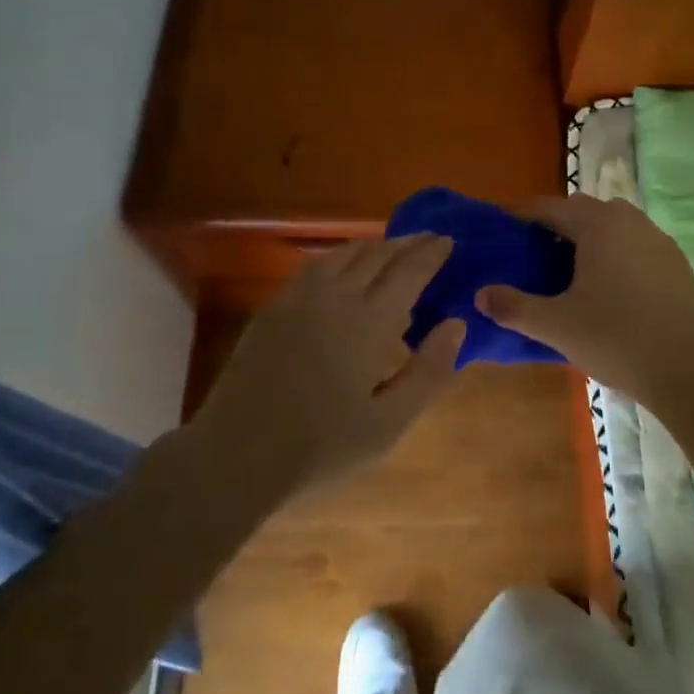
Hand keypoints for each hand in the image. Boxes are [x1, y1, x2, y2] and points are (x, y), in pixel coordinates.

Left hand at [193, 234, 466, 497]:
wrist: (236, 454)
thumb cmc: (321, 447)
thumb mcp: (388, 424)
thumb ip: (428, 372)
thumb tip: (456, 324)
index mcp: (368, 322)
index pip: (408, 272)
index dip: (431, 254)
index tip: (449, 239)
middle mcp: (335, 296)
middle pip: (377, 254)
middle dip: (407, 243)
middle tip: (428, 239)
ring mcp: (299, 298)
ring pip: (343, 254)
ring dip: (374, 245)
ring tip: (392, 248)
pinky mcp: (274, 307)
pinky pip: (315, 265)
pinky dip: (340, 256)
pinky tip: (343, 267)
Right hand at [476, 195, 693, 413]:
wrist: (692, 371)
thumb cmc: (617, 338)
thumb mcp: (557, 325)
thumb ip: (514, 307)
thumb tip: (480, 295)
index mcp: (599, 224)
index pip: (550, 207)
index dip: (522, 216)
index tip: (502, 230)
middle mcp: (630, 220)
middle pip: (583, 212)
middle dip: (555, 226)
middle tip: (531, 255)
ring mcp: (658, 240)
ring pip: (613, 227)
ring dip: (588, 240)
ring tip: (567, 272)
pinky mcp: (677, 264)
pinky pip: (634, 246)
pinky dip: (614, 256)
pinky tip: (608, 291)